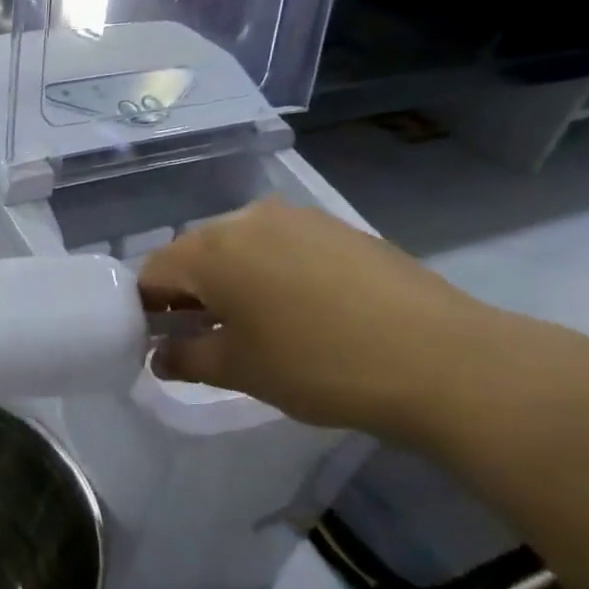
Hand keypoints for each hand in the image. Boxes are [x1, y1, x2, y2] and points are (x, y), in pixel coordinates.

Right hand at [138, 200, 544, 445]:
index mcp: (212, 249)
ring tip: (254, 324)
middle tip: (205, 337)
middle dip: (188, 292)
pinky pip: (281, 244)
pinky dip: (270, 271)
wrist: (441, 360)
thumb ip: (185, 359)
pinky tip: (298, 309)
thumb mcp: (239, 370)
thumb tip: (159, 355)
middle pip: (195, 252)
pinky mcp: (338, 227)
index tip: (161, 343)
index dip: (147, 309)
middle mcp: (248, 218)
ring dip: (230, 280)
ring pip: (239, 245)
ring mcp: (299, 217)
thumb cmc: (318, 366)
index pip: (153, 272)